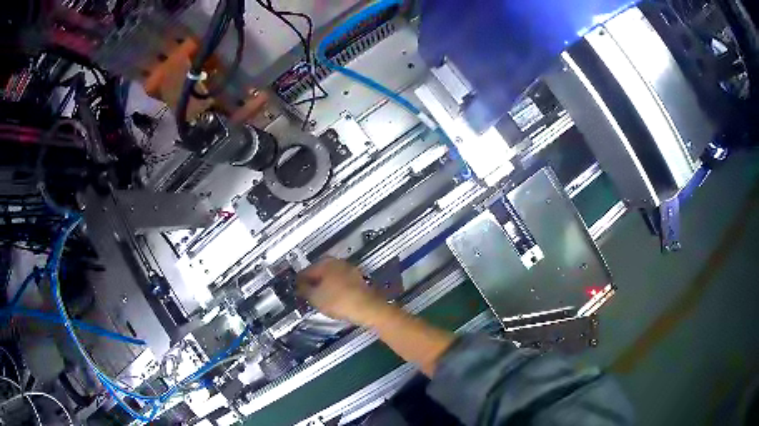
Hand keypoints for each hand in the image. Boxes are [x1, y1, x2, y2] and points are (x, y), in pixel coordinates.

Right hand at [296, 258, 386, 324]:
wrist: (367, 308)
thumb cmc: (340, 301)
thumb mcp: (314, 298)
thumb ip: (303, 290)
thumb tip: (299, 287)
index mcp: (325, 262)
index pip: (305, 271)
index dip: (299, 283)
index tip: (297, 291)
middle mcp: (337, 262)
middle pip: (319, 273)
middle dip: (313, 284)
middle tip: (308, 297)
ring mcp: (349, 270)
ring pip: (330, 278)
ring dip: (324, 287)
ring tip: (321, 301)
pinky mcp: (358, 280)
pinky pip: (341, 284)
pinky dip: (336, 291)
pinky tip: (334, 301)